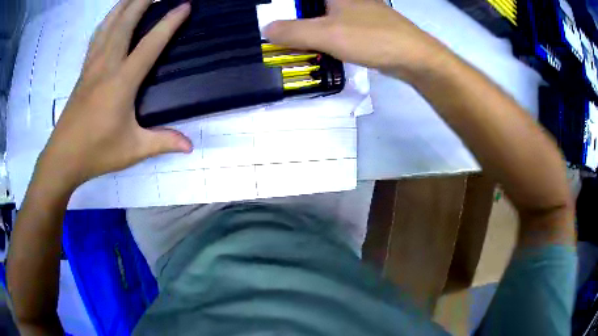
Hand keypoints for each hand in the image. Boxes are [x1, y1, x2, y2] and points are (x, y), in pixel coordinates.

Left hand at [38, 0, 192, 190]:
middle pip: (125, 22)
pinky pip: (97, 36)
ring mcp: (92, 65)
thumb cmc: (96, 153)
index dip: (169, 22)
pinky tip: (112, 17)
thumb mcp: (133, 150)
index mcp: (121, 81)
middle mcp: (106, 65)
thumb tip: (190, 146)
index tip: (185, 5)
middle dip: (143, 0)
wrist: (62, 158)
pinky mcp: (83, 71)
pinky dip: (107, 21)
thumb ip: (163, 142)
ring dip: (123, 5)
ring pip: (108, 24)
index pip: (150, 43)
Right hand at [264, 0, 447, 78]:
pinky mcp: (364, 24)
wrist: (413, 57)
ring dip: (306, 25)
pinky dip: (323, 33)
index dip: (284, 6)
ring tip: (290, 39)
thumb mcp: (326, 35)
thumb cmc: (371, 38)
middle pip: (311, 5)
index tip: (272, 18)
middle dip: (293, 16)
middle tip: (277, 31)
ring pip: (324, 14)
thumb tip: (266, 29)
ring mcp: (357, 9)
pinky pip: (336, 24)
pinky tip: (317, 45)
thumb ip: (293, 31)